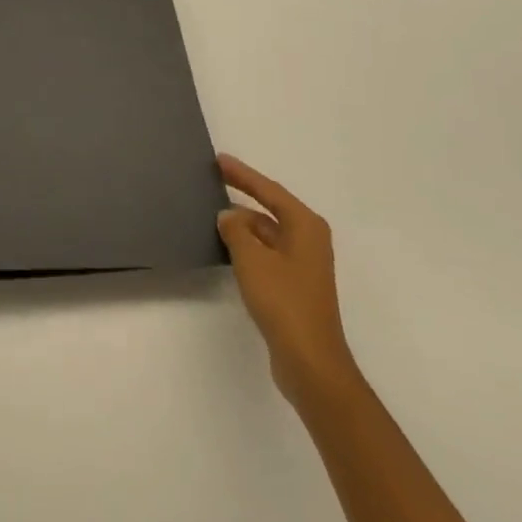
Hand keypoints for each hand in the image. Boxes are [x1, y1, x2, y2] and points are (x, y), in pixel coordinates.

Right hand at [216, 155, 357, 409]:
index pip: (269, 190)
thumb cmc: (284, 302)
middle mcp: (309, 240)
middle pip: (270, 210)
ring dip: (243, 226)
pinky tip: (227, 249)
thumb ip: (236, 230)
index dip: (243, 174)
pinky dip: (248, 247)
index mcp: (305, 226)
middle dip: (242, 198)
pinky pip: (267, 254)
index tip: (219, 160)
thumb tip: (228, 216)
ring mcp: (303, 265)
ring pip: (267, 234)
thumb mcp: (252, 259)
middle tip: (212, 183)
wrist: (310, 361)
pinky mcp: (295, 286)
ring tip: (212, 216)